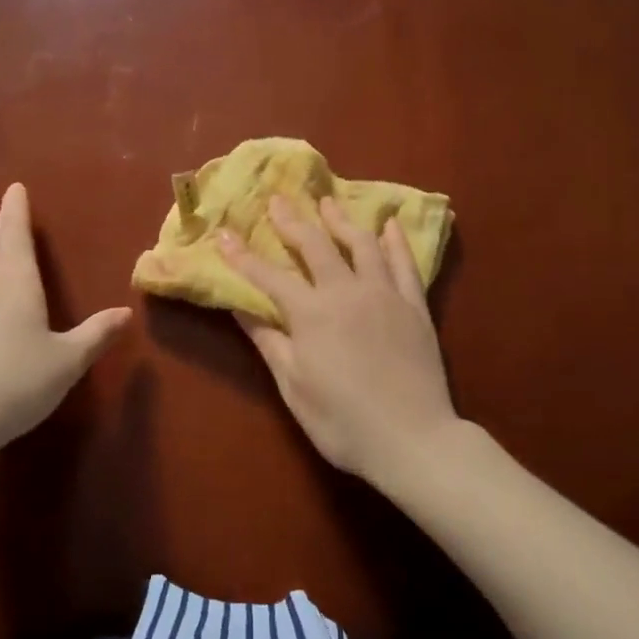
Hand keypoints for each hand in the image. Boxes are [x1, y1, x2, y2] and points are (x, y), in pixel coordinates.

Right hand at [219, 196, 459, 484]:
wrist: (413, 439)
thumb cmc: (343, 421)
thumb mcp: (293, 386)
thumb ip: (268, 340)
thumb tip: (239, 306)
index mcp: (312, 313)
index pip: (269, 276)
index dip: (243, 255)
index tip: (223, 233)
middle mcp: (347, 291)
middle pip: (315, 246)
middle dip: (292, 221)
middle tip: (278, 199)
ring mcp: (385, 294)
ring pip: (361, 244)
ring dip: (340, 220)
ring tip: (327, 202)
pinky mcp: (415, 306)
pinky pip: (404, 263)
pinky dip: (394, 241)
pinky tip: (388, 224)